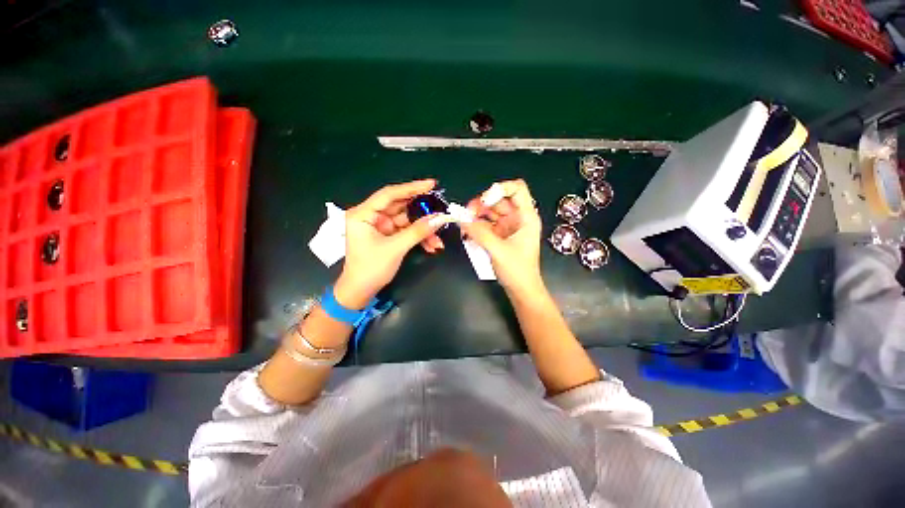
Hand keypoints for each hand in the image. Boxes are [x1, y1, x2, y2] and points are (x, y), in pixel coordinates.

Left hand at [335, 179, 454, 308]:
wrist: (361, 292)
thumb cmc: (371, 269)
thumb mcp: (396, 248)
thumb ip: (417, 231)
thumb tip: (439, 218)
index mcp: (363, 214)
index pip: (389, 194)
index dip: (411, 188)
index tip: (431, 184)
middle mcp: (371, 216)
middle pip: (401, 206)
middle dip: (422, 212)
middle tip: (441, 211)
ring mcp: (380, 226)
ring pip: (407, 221)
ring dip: (423, 230)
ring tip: (438, 239)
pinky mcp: (388, 235)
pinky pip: (407, 231)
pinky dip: (419, 237)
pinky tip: (431, 246)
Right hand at [460, 180, 544, 294]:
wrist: (521, 290)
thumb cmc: (517, 270)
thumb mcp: (497, 250)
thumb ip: (479, 232)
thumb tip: (461, 218)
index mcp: (526, 217)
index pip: (517, 189)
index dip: (500, 189)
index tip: (484, 200)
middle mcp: (517, 218)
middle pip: (498, 200)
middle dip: (481, 204)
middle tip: (465, 213)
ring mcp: (508, 227)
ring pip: (490, 212)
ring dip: (476, 215)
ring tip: (464, 224)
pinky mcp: (500, 235)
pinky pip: (487, 224)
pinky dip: (477, 225)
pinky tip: (467, 231)